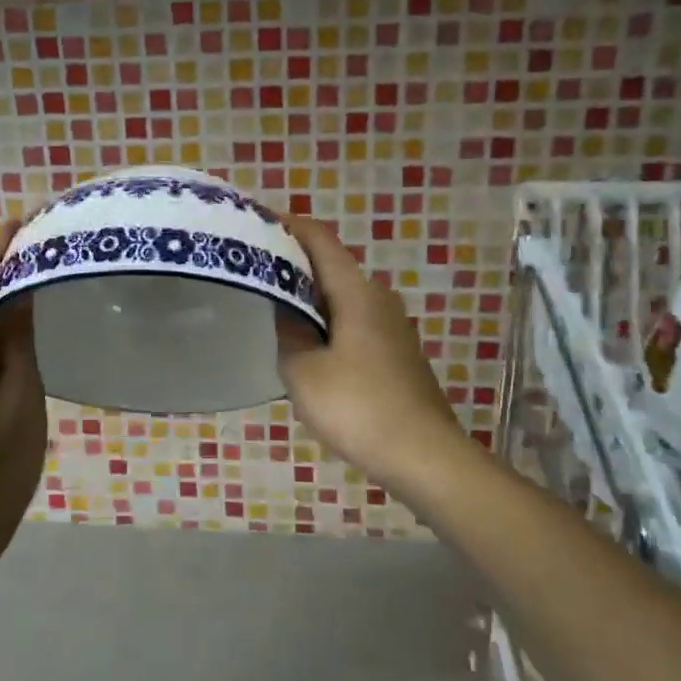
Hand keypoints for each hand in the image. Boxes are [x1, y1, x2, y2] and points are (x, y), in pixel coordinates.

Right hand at [277, 217, 475, 493]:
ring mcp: (392, 326)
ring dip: (311, 296)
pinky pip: (354, 321)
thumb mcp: (305, 373)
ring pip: (343, 297)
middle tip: (255, 270)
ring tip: (274, 306)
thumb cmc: (359, 407)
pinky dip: (328, 321)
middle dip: (294, 263)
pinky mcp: (397, 352)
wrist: (425, 456)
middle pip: (332, 266)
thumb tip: (287, 314)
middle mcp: (378, 298)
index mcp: (357, 292)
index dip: (289, 226)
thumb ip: (289, 335)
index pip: (320, 240)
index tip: (257, 224)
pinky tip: (309, 345)